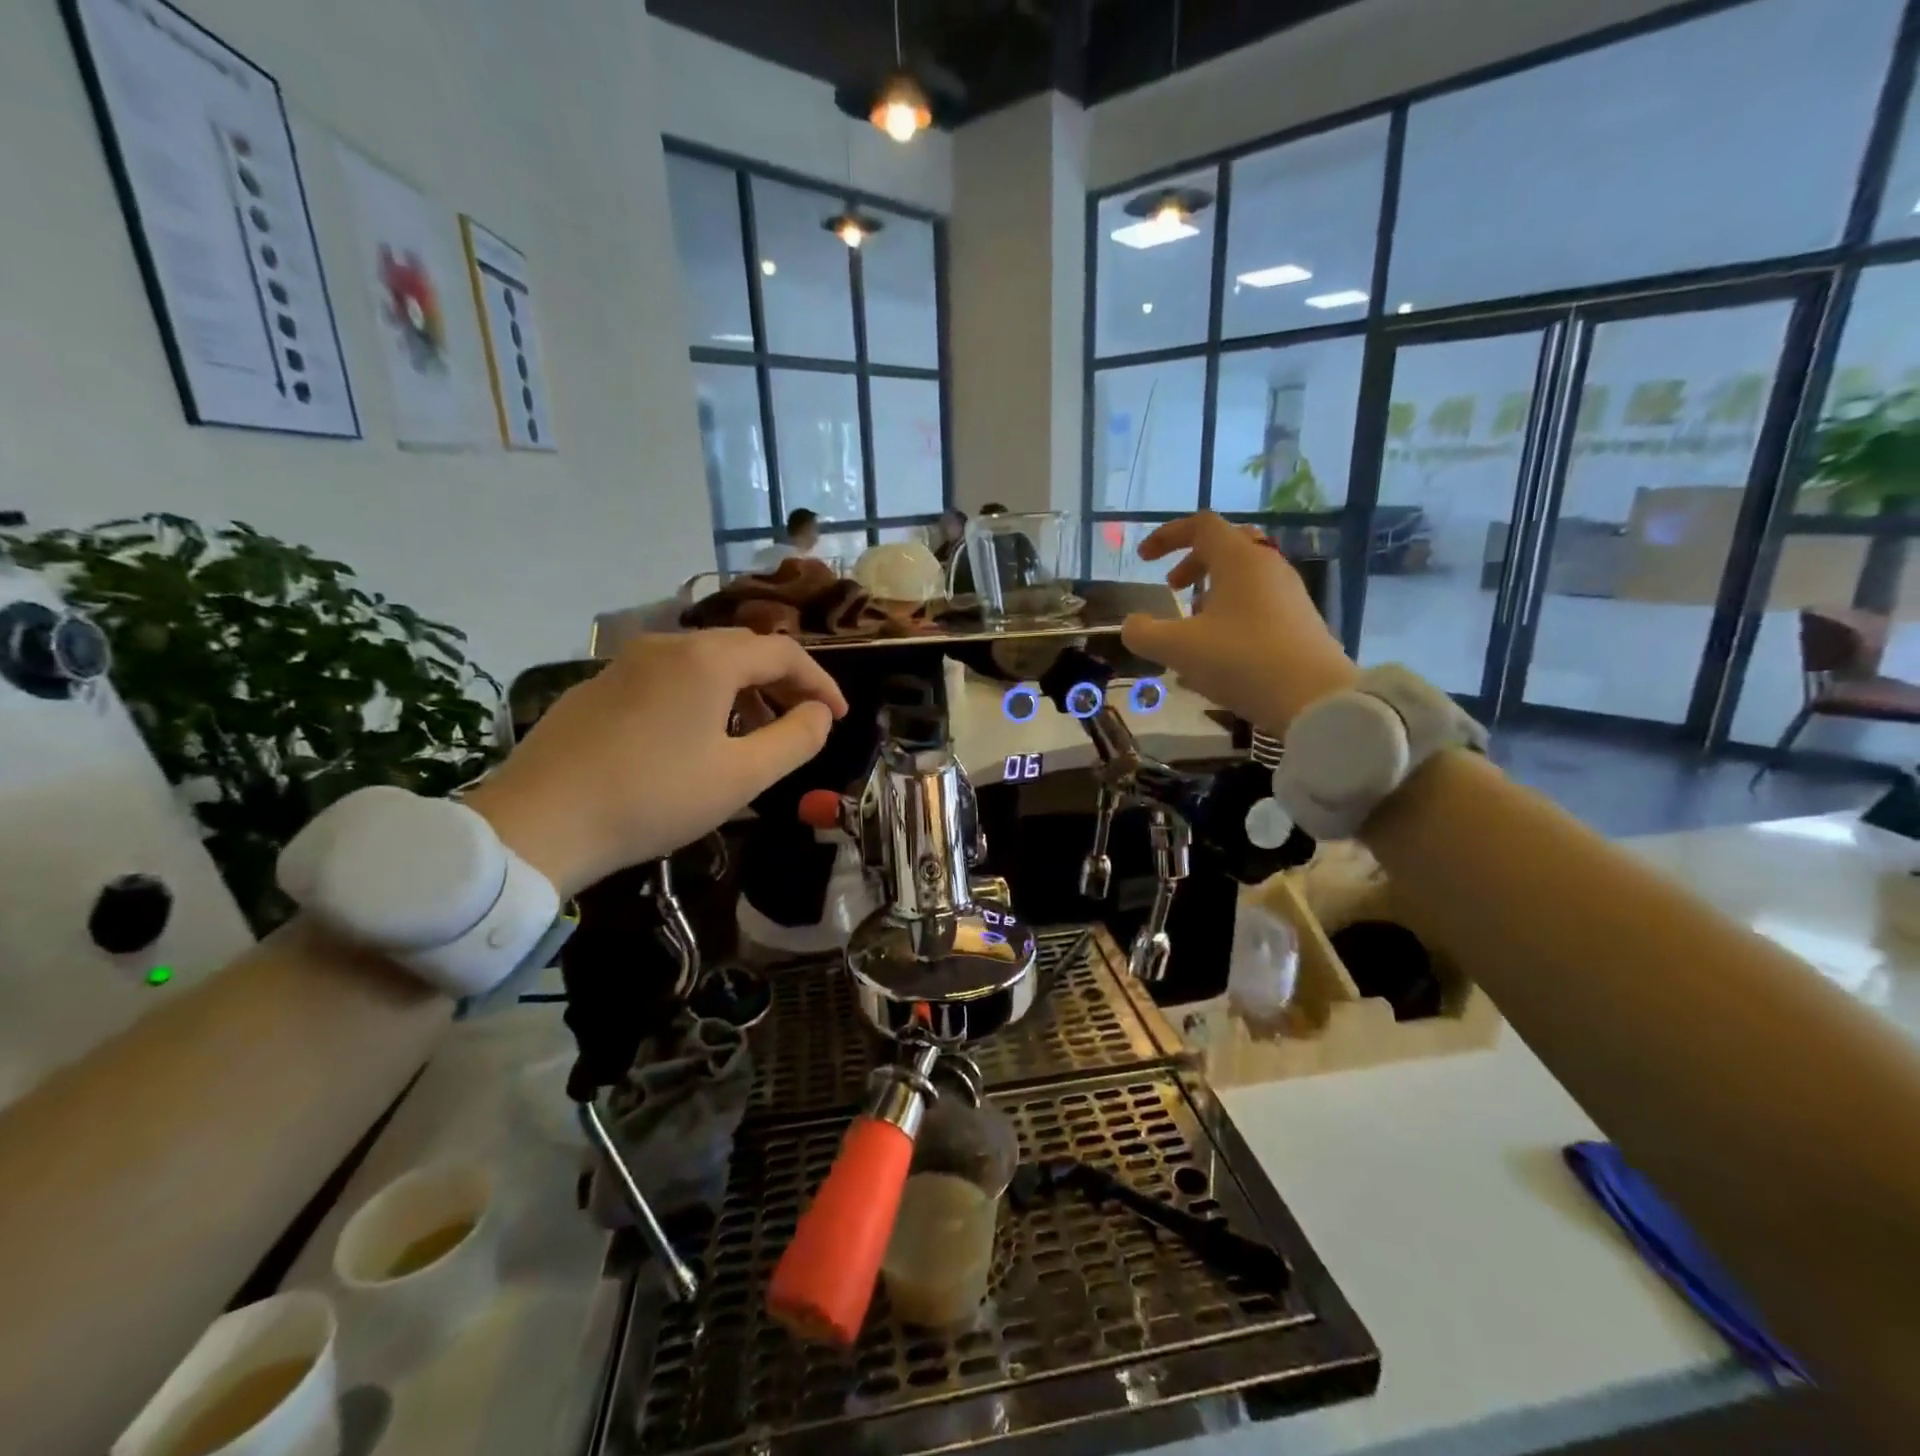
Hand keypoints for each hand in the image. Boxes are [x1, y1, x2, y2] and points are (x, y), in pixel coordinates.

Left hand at [465, 631, 846, 895]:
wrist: (538, 823)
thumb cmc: (654, 798)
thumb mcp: (742, 777)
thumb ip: (795, 740)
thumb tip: (819, 714)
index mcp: (707, 660)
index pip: (784, 653)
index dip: (820, 683)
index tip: (839, 718)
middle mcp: (667, 645)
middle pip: (743, 650)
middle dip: (782, 683)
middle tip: (802, 723)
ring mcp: (625, 663)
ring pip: (703, 662)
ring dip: (742, 690)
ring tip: (753, 735)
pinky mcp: (597, 687)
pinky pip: (667, 678)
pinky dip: (701, 697)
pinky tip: (694, 739)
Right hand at [1120, 512, 1356, 735]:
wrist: (1314, 699)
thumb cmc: (1241, 661)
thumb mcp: (1177, 649)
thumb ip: (1144, 633)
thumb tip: (1132, 625)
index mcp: (1239, 559)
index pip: (1201, 526)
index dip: (1167, 536)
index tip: (1144, 558)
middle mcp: (1268, 566)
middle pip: (1226, 546)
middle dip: (1193, 562)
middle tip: (1172, 588)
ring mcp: (1289, 594)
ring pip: (1244, 576)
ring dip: (1212, 591)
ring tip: (1193, 625)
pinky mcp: (1301, 622)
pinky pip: (1258, 602)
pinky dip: (1231, 612)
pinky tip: (1219, 651)